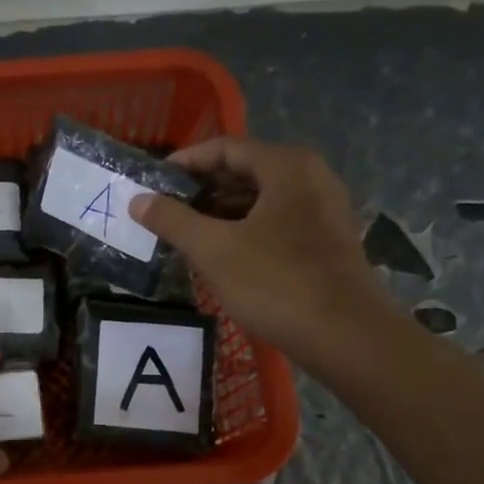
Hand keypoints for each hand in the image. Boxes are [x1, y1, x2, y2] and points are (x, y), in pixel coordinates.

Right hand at [131, 136, 398, 363]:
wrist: (346, 336)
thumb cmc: (276, 283)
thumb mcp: (214, 250)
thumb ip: (173, 220)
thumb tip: (137, 200)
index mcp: (286, 166)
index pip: (224, 148)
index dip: (184, 162)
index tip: (152, 183)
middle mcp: (310, 177)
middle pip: (244, 171)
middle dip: (200, 190)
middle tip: (163, 211)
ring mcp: (323, 210)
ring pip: (260, 199)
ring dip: (220, 213)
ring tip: (184, 235)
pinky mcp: (327, 241)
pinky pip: (276, 222)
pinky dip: (244, 230)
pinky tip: (219, 255)